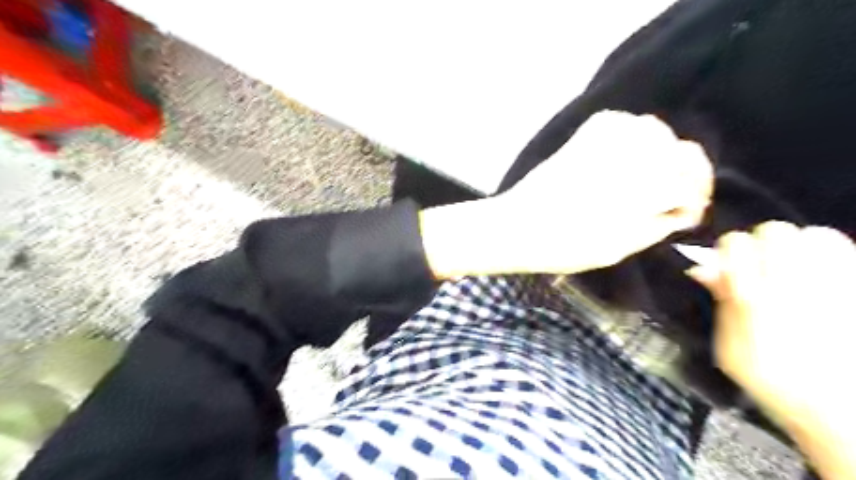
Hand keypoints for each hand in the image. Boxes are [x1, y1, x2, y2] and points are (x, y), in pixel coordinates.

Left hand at [419, 111, 712, 276]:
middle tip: (674, 195)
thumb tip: (681, 211)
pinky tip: (625, 157)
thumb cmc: (564, 247)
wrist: (516, 227)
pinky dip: (632, 136)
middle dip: (685, 174)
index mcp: (640, 189)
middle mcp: (628, 156)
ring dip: (661, 152)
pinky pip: (623, 123)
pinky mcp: (582, 136)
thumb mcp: (618, 249)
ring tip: (650, 176)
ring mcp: (603, 140)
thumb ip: (657, 226)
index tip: (686, 213)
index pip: (689, 182)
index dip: (694, 198)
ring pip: (655, 131)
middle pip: (680, 151)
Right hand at [686, 223, 855, 477]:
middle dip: (763, 243)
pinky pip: (848, 253)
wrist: (839, 410)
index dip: (727, 250)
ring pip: (816, 235)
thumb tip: (703, 270)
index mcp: (754, 298)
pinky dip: (832, 254)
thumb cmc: (773, 381)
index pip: (735, 243)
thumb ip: (720, 303)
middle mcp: (793, 284)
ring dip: (800, 246)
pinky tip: (824, 273)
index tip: (726, 265)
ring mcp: (834, 286)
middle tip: (762, 265)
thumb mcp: (729, 346)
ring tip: (796, 266)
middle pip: (775, 230)